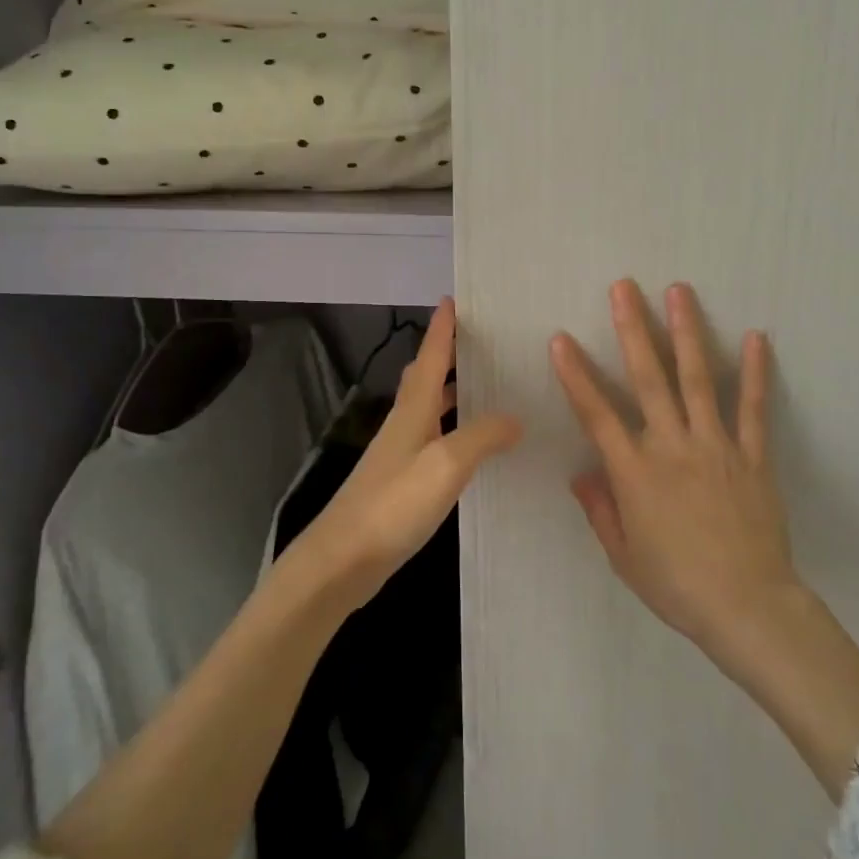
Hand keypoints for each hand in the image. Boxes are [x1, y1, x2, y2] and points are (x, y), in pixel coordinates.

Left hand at [297, 298, 521, 608]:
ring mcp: (401, 453)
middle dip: (448, 354)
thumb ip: (482, 436)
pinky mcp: (402, 480)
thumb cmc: (394, 504)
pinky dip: (454, 427)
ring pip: (430, 407)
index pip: (431, 356)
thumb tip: (515, 417)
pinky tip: (473, 444)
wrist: (343, 559)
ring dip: (453, 390)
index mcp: (414, 410)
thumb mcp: (446, 464)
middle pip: (427, 377)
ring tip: (486, 384)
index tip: (453, 298)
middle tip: (481, 340)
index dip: (442, 328)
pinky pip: (434, 438)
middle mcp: (405, 423)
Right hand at [551, 280, 801, 657]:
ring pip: (698, 379)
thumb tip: (580, 473)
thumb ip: (601, 510)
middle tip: (623, 287)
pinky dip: (755, 372)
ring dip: (687, 332)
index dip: (576, 375)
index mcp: (635, 472)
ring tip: (679, 291)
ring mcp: (716, 446)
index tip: (560, 339)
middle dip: (633, 329)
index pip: (596, 414)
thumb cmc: (677, 585)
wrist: (748, 608)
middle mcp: (672, 446)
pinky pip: (753, 409)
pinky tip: (756, 337)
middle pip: (649, 378)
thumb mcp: (624, 556)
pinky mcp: (752, 456)